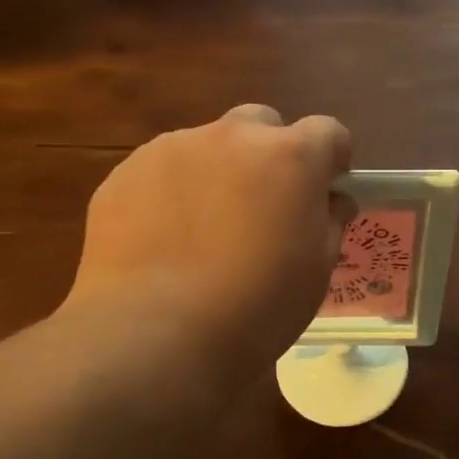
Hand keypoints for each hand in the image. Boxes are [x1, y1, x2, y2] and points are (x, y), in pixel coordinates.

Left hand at [63, 105, 353, 371]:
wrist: (157, 333)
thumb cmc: (257, 305)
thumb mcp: (316, 270)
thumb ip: (329, 221)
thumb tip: (332, 200)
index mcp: (290, 156)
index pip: (328, 131)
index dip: (331, 160)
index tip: (324, 191)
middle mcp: (233, 137)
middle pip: (262, 125)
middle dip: (270, 154)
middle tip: (263, 206)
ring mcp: (173, 148)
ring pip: (208, 146)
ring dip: (218, 172)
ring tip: (204, 230)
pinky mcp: (126, 172)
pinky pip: (163, 171)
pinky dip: (172, 193)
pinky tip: (165, 241)